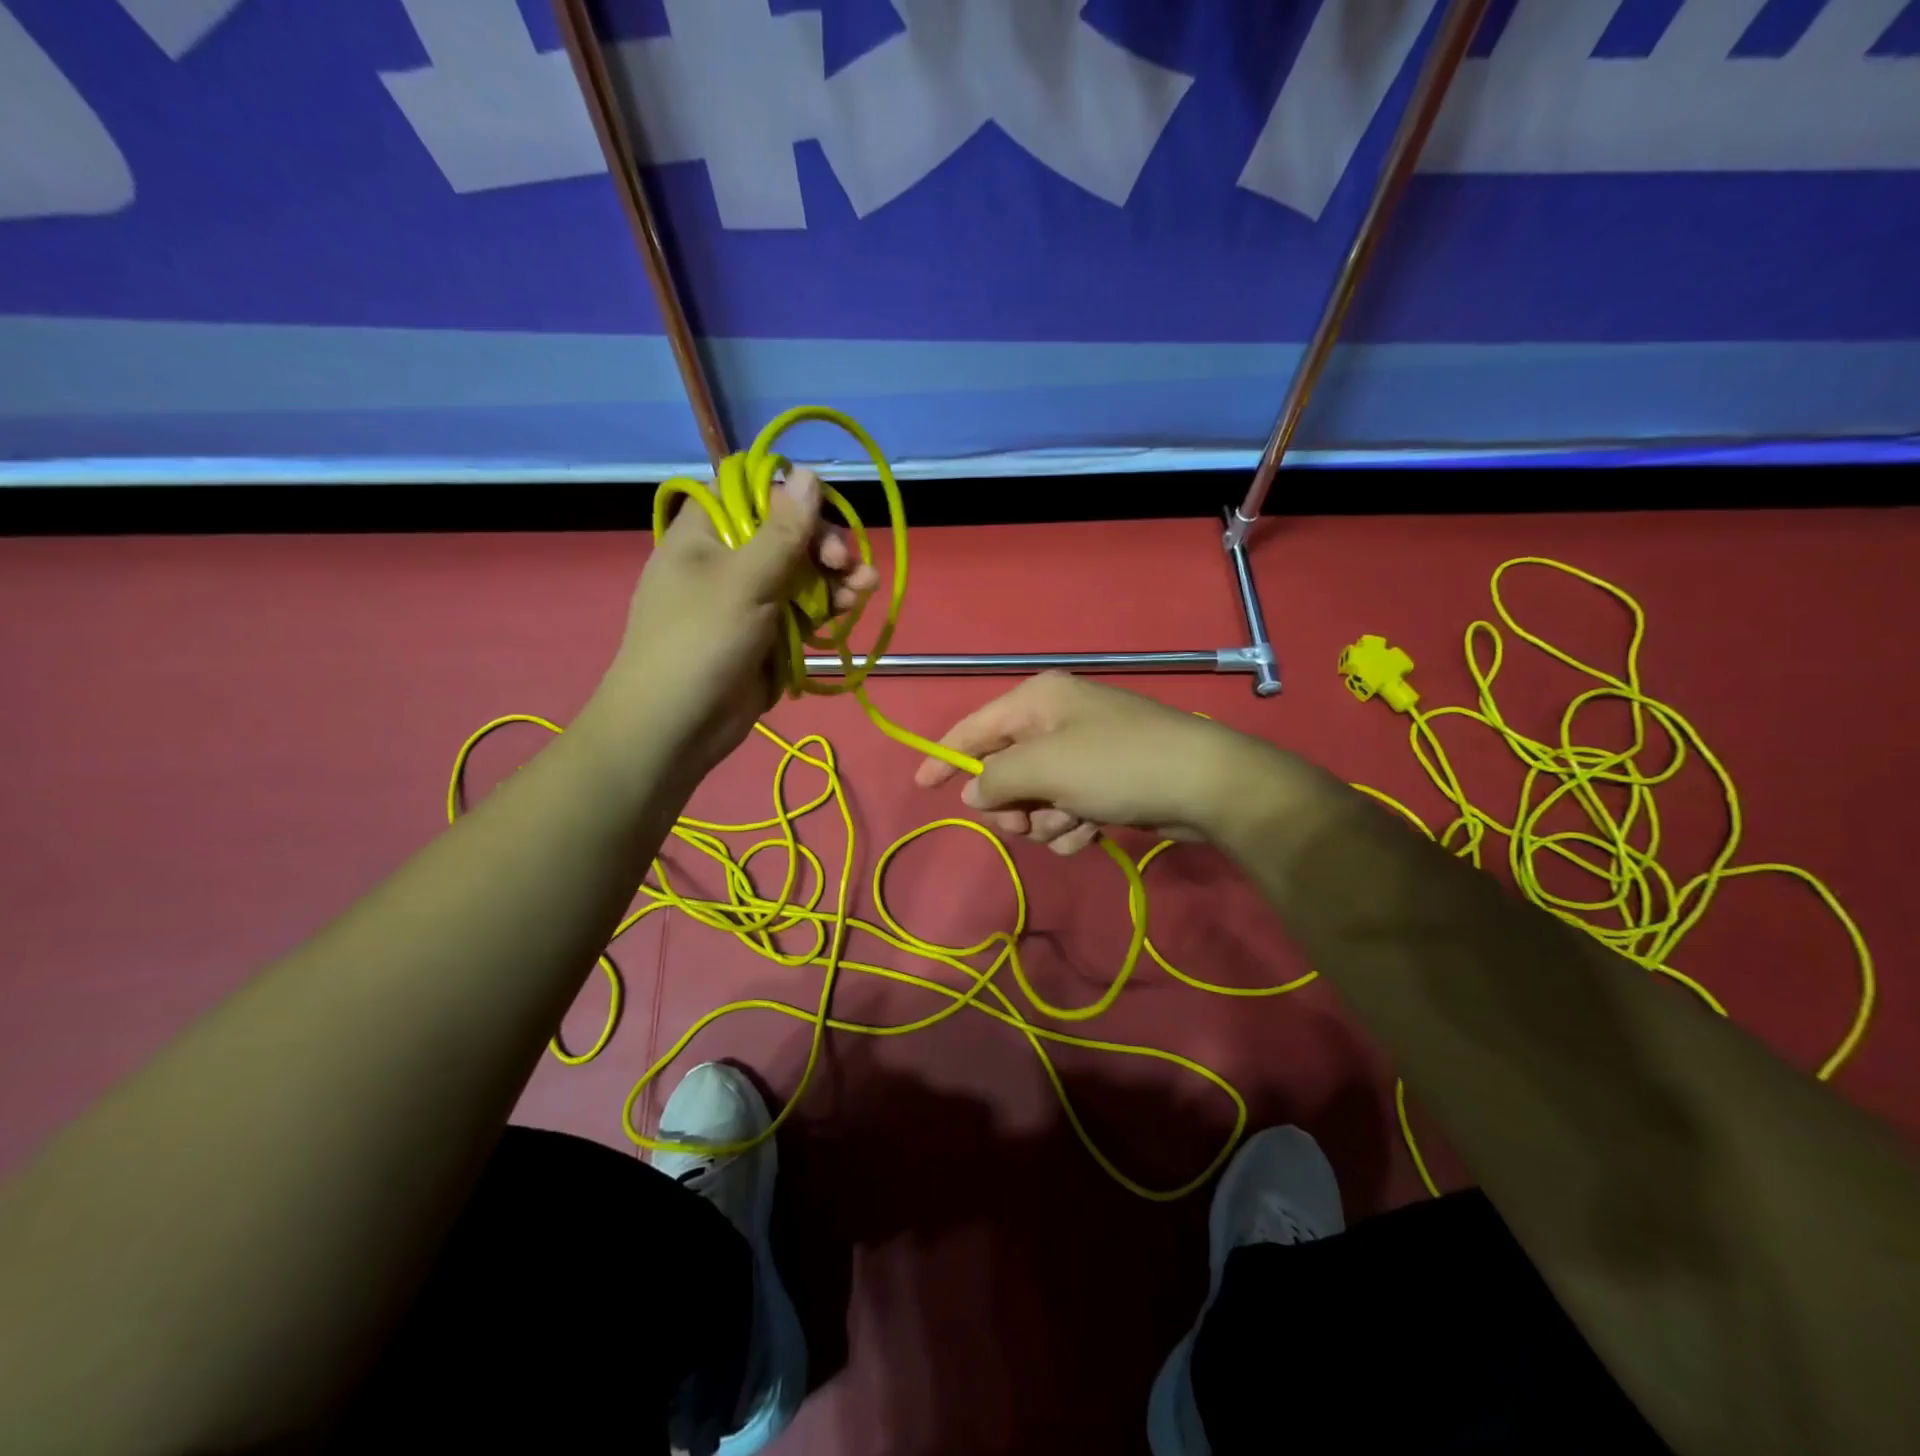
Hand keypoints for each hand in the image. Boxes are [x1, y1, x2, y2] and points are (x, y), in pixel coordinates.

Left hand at [587, 468, 877, 786]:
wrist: (677, 726)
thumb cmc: (700, 642)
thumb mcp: (744, 580)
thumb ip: (783, 530)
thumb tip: (809, 473)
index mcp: (705, 533)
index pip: (751, 492)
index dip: (790, 496)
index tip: (819, 512)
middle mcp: (727, 559)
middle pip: (786, 533)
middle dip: (823, 544)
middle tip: (845, 562)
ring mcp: (749, 598)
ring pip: (802, 573)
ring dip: (836, 576)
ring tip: (865, 587)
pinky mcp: (768, 633)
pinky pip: (804, 609)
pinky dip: (829, 606)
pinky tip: (853, 605)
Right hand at [915, 672, 1284, 853]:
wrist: (1203, 784)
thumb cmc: (1116, 764)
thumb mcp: (1045, 768)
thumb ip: (996, 778)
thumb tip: (973, 791)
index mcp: (1037, 701)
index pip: (974, 727)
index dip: (944, 756)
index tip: (921, 786)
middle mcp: (1056, 721)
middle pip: (1004, 770)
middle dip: (1011, 804)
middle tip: (1022, 823)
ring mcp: (1082, 753)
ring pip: (1034, 799)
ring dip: (1046, 821)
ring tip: (1073, 825)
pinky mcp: (1105, 783)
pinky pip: (1066, 810)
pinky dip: (1072, 826)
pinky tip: (1093, 832)